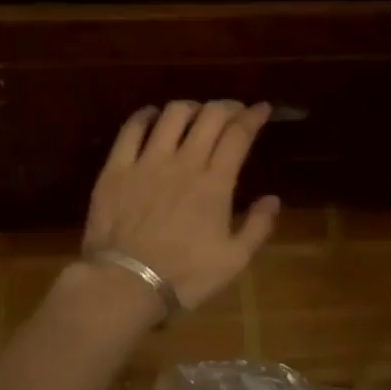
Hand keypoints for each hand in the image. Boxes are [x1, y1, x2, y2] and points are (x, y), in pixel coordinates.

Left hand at [81, 100, 280, 310]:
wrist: (126, 283)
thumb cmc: (185, 276)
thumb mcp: (233, 260)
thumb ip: (258, 227)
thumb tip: (273, 199)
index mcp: (215, 183)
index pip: (239, 134)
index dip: (253, 116)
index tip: (262, 108)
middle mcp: (184, 162)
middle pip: (210, 116)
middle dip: (227, 106)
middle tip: (233, 112)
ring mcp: (147, 161)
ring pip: (173, 114)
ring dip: (191, 108)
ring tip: (196, 114)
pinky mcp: (117, 168)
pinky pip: (132, 128)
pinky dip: (146, 116)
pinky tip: (152, 117)